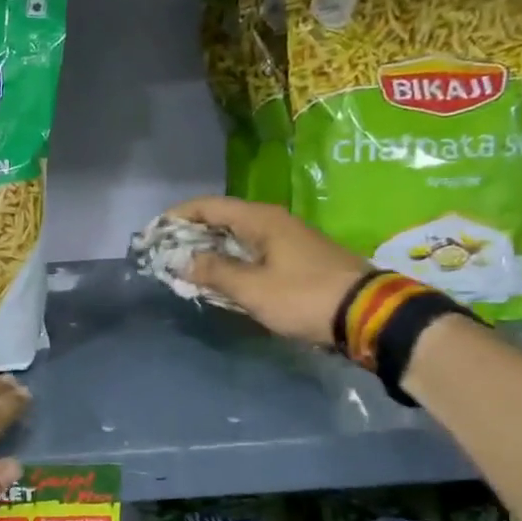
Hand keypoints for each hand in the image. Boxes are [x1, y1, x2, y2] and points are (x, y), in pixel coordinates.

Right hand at [167, 196, 372, 346]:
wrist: (368, 314)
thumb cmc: (305, 297)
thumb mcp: (253, 289)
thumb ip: (215, 272)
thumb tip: (182, 261)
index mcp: (260, 220)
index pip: (209, 206)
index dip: (178, 216)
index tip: (153, 232)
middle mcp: (273, 221)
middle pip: (222, 218)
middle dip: (191, 233)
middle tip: (165, 253)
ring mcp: (287, 239)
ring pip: (237, 236)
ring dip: (210, 249)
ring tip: (186, 266)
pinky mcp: (297, 258)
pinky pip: (252, 251)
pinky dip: (230, 259)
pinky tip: (221, 277)